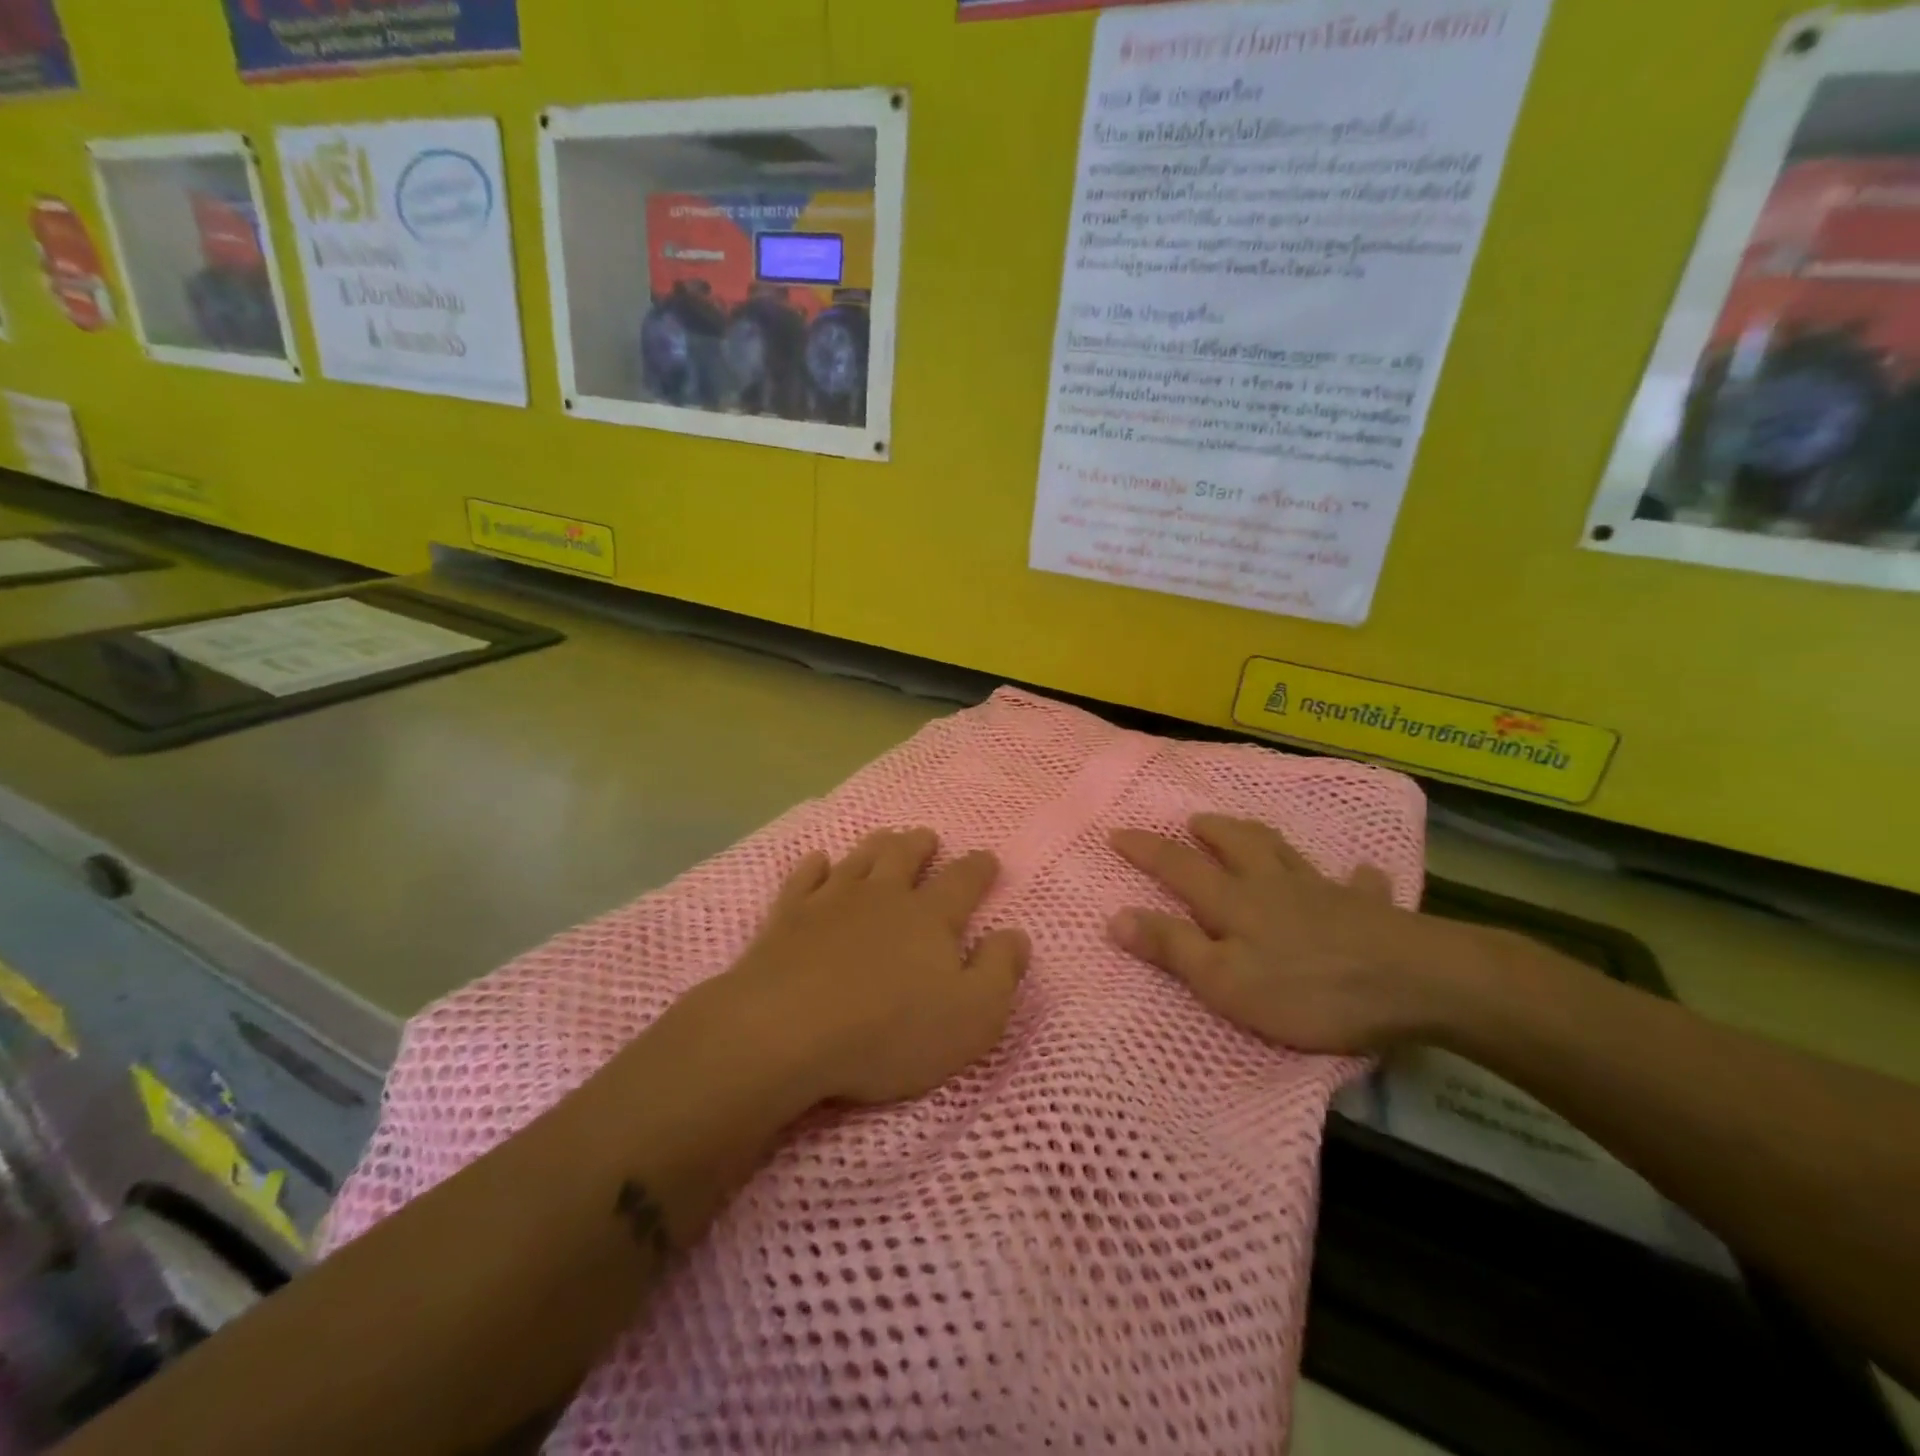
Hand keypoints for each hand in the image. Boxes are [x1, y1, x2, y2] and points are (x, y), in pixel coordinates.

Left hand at [711, 828, 1029, 1107]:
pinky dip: (814, 866)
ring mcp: (831, 900)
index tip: (987, 858)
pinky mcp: (788, 916)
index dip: (979, 868)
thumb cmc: (889, 1030)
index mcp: (930, 917)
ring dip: (876, 846)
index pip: (963, 881)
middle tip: (927, 836)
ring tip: (885, 837)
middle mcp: (882, 896)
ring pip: (859, 859)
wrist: (785, 1030)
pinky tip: (818, 861)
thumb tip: (1015, 934)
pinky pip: (804, 878)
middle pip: (905, 856)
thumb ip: (1000, 971)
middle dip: (920, 844)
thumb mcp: (971, 1016)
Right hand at [1109, 813, 1457, 1054]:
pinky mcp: (1368, 909)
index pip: (1177, 866)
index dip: (1145, 849)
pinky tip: (1361, 874)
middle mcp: (1272, 884)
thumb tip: (1115, 916)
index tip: (1116, 832)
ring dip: (1258, 836)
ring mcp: (1322, 892)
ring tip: (1246, 829)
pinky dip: (1354, 877)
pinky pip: (1359, 884)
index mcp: (1233, 901)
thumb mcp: (1225, 980)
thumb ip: (1172, 947)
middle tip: (1191, 821)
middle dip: (1208, 830)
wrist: (1412, 983)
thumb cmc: (1308, 990)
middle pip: (1235, 844)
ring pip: (1284, 851)